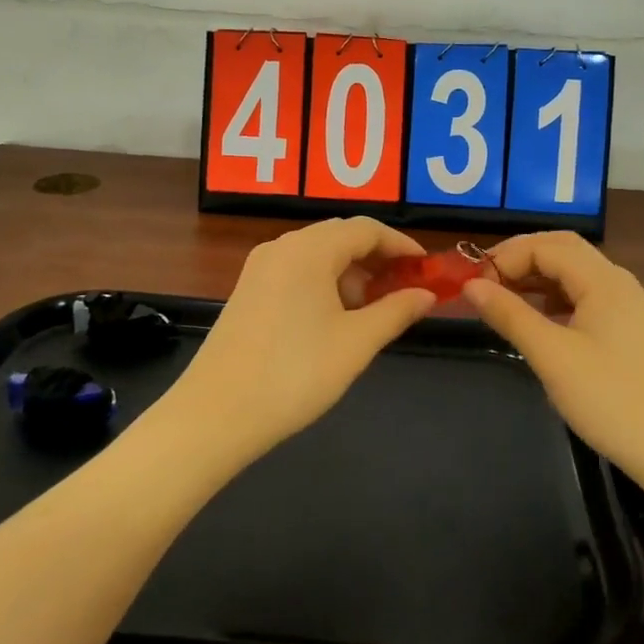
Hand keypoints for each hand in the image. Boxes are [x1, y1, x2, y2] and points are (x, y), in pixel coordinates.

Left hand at [171, 218, 437, 462]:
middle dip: (377, 259)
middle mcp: (282, 247)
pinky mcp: (248, 291)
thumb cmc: (295, 374)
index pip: (366, 229)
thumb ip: (396, 311)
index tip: (427, 270)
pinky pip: (296, 272)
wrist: (216, 415)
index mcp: (309, 249)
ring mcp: (260, 268)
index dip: (402, 246)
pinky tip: (335, 319)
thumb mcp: (356, 343)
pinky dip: (324, 284)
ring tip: (373, 311)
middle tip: (405, 289)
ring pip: (317, 255)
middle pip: (340, 236)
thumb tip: (427, 294)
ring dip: (351, 273)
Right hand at [463, 231, 643, 491]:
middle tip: (485, 283)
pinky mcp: (629, 331)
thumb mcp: (552, 357)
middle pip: (562, 250)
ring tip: (503, 301)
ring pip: (574, 274)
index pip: (545, 246)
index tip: (474, 286)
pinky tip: (538, 322)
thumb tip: (471, 286)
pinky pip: (585, 297)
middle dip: (520, 258)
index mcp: (603, 280)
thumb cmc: (612, 401)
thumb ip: (510, 315)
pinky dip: (554, 299)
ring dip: (536, 278)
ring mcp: (627, 307)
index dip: (505, 257)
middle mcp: (617, 283)